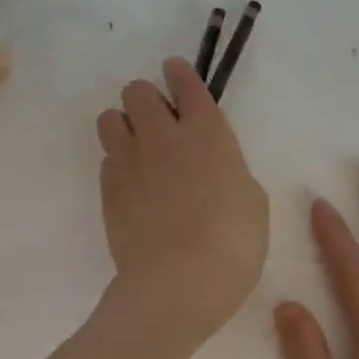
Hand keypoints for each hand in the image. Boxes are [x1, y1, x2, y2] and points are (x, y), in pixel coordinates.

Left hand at [96, 57, 268, 349]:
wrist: (179, 284)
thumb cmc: (233, 245)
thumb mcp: (252, 203)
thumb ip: (231, 172)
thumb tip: (214, 170)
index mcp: (208, 133)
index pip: (185, 82)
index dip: (179, 73)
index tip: (176, 73)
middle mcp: (163, 136)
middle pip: (137, 91)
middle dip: (147, 100)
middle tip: (160, 125)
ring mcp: (130, 162)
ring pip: (110, 118)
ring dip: (123, 126)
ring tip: (138, 151)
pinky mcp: (108, 190)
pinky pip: (106, 159)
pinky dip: (118, 164)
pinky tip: (133, 187)